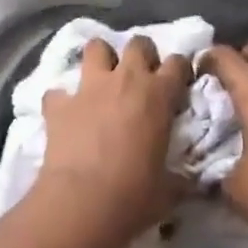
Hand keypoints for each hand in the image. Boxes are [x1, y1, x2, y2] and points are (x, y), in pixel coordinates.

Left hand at [38, 36, 192, 243]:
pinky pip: (58, 91)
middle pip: (139, 43)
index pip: (178, 63)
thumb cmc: (134, 196)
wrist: (82, 203)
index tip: (179, 82)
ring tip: (103, 80)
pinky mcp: (59, 103)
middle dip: (142, 54)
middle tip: (141, 77)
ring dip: (101, 59)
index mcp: (158, 95)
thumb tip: (190, 182)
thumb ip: (180, 177)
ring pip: (96, 47)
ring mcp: (89, 87)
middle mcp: (125, 80)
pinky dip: (62, 100)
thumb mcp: (169, 190)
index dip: (181, 69)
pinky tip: (65, 114)